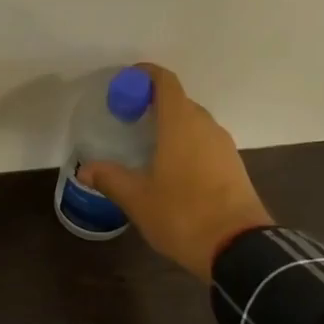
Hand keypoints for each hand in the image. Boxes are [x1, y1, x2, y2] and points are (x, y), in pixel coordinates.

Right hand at [78, 64, 271, 281]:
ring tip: (147, 147)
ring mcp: (224, 147)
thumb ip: (111, 179)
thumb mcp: (138, 199)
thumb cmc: (182, 214)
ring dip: (172, 127)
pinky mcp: (234, 167)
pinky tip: (171, 170)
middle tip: (128, 121)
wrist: (238, 247)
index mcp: (181, 124)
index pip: (165, 82)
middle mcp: (206, 126)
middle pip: (179, 102)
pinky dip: (187, 146)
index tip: (125, 82)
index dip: (145, 76)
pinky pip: (205, 144)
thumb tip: (85, 169)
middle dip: (154, 105)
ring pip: (194, 125)